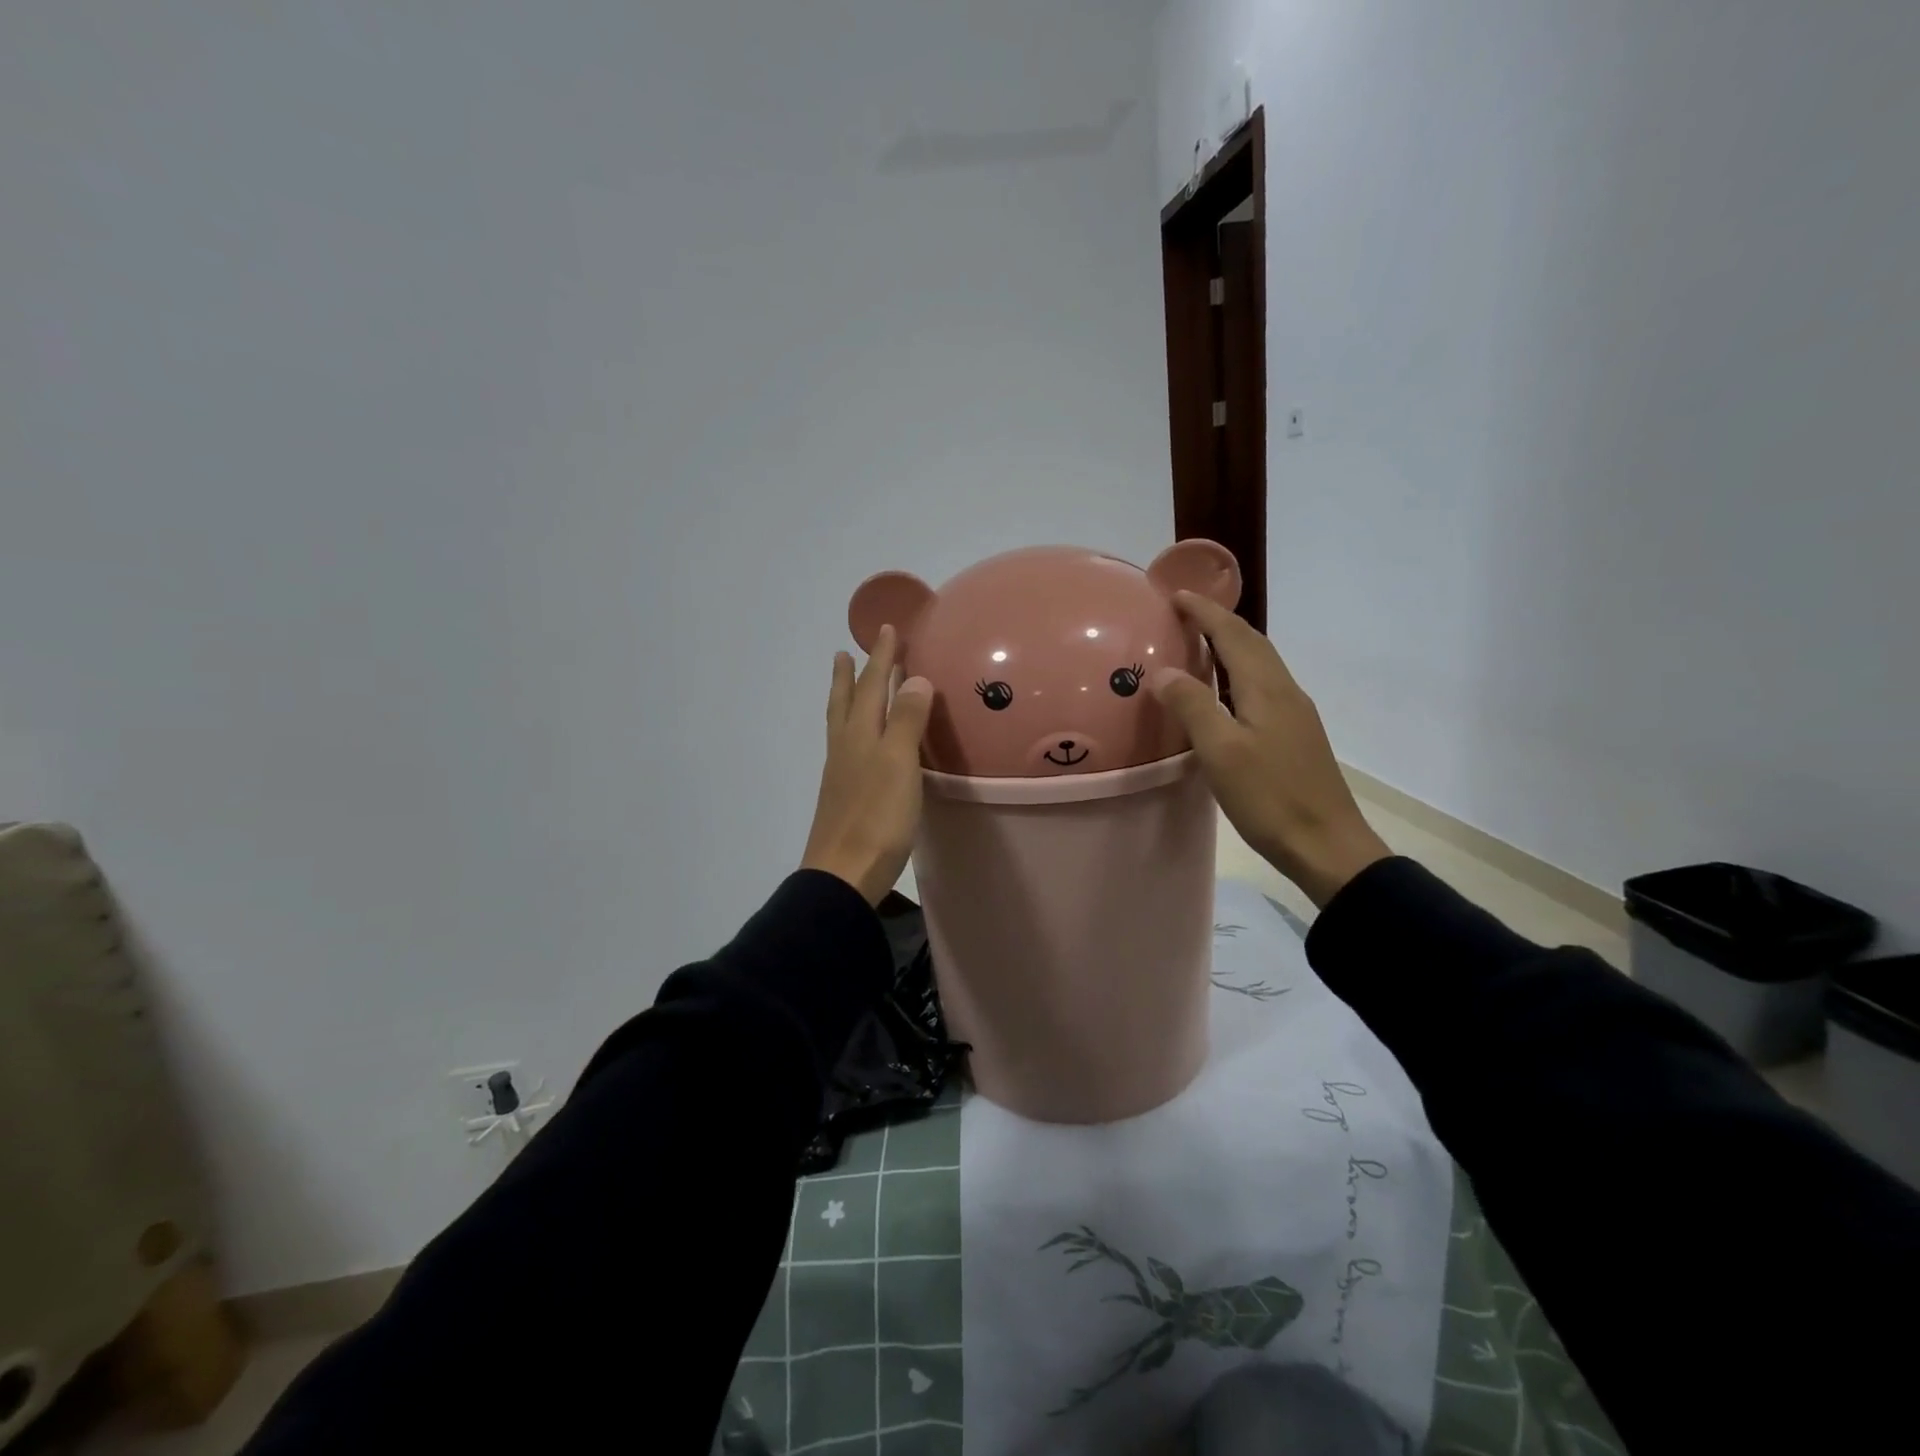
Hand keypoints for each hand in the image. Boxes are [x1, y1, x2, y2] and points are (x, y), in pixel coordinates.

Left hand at [801, 624, 934, 905]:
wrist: (843, 873)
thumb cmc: (877, 817)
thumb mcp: (899, 763)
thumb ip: (907, 720)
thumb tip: (913, 678)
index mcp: (859, 735)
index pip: (871, 686)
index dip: (880, 657)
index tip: (886, 629)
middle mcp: (845, 748)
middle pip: (846, 702)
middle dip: (851, 675)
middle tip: (846, 651)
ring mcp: (841, 773)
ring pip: (841, 724)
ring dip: (845, 699)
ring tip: (844, 684)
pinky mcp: (844, 796)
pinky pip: (847, 746)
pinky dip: (852, 729)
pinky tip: (859, 741)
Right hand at [1150, 593, 1389, 907]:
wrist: (1327, 845)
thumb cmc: (1270, 797)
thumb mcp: (1221, 752)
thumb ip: (1192, 706)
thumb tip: (1163, 672)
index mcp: (1267, 689)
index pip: (1234, 635)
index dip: (1205, 612)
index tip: (1175, 595)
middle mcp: (1285, 692)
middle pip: (1253, 643)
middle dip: (1219, 622)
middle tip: (1184, 614)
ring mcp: (1294, 715)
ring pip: (1260, 665)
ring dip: (1231, 646)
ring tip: (1199, 646)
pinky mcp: (1294, 736)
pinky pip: (1262, 688)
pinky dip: (1238, 674)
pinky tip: (1224, 695)